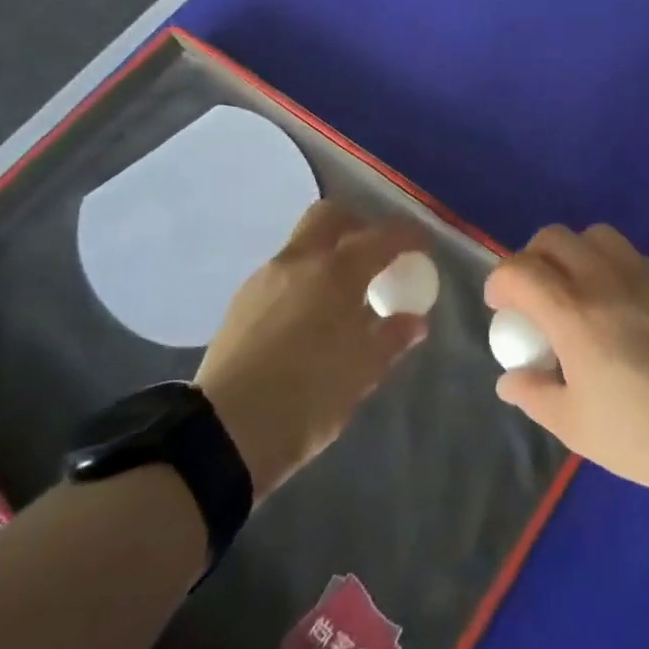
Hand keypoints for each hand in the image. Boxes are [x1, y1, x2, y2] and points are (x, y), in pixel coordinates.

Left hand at [195, 201, 429, 500]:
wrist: (226, 433)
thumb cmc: (308, 398)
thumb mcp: (362, 373)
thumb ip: (392, 338)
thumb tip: (415, 321)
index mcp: (337, 273)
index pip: (381, 237)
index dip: (408, 236)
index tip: (422, 247)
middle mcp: (300, 261)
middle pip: (331, 216)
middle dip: (358, 225)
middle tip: (375, 255)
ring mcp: (265, 277)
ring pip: (303, 242)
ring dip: (328, 252)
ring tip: (343, 293)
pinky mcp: (242, 300)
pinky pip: (283, 271)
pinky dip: (305, 277)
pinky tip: (309, 314)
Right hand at [485, 224, 648, 505]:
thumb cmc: (644, 437)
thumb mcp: (576, 426)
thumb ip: (534, 395)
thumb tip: (509, 379)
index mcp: (575, 314)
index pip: (520, 271)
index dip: (499, 282)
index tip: (500, 308)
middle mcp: (605, 281)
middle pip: (554, 237)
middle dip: (532, 257)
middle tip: (533, 294)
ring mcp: (644, 276)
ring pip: (596, 234)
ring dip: (573, 251)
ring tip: (575, 289)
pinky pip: (630, 253)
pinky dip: (609, 263)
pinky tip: (617, 303)